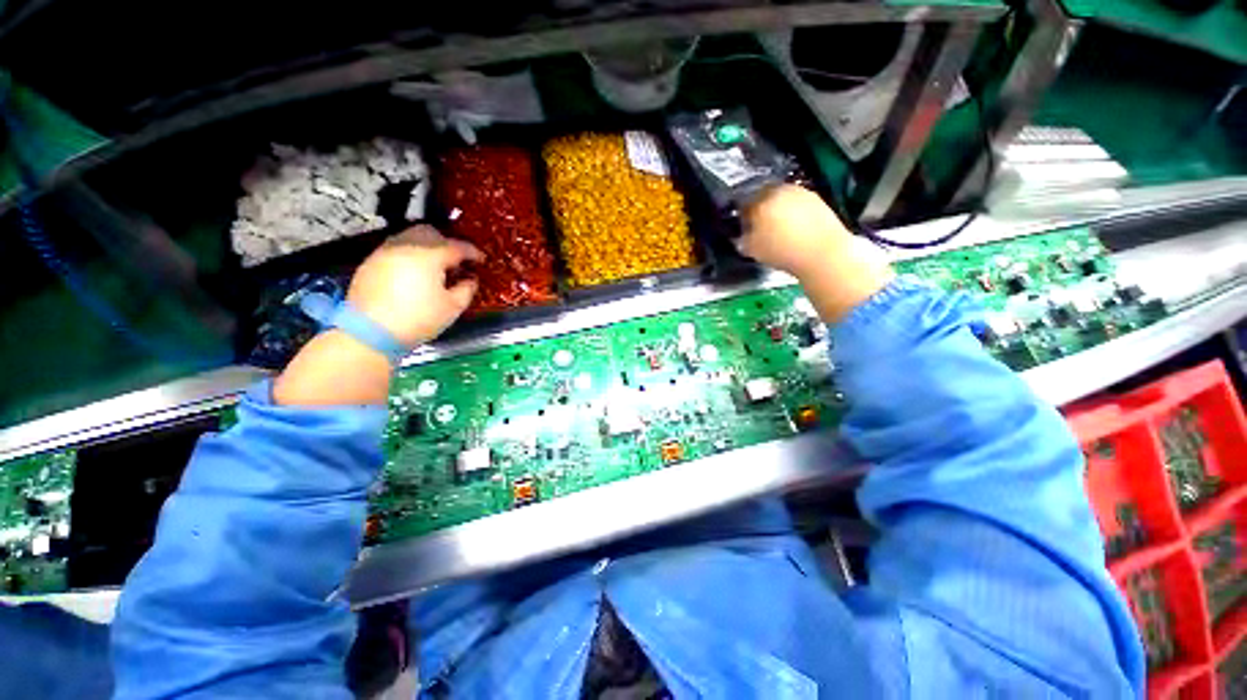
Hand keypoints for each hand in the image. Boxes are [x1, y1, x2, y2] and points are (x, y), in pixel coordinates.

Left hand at [347, 225, 483, 345]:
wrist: (371, 332)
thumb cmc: (418, 318)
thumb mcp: (453, 307)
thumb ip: (467, 289)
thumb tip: (471, 279)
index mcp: (429, 255)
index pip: (457, 246)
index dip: (473, 252)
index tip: (482, 260)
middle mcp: (406, 245)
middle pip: (431, 232)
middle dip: (447, 243)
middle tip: (457, 261)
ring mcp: (385, 251)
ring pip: (411, 237)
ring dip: (427, 247)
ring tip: (436, 267)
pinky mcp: (371, 262)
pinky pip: (397, 249)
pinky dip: (411, 255)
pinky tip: (415, 274)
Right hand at [739, 185, 892, 321]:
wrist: (822, 254)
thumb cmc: (781, 252)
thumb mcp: (752, 250)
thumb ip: (743, 239)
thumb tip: (742, 236)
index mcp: (760, 200)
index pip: (744, 204)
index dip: (743, 217)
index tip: (744, 228)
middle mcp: (781, 190)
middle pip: (765, 197)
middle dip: (762, 211)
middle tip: (760, 228)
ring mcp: (802, 193)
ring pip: (784, 200)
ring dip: (779, 212)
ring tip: (779, 231)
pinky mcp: (819, 201)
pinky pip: (799, 206)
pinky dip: (795, 215)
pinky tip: (796, 231)